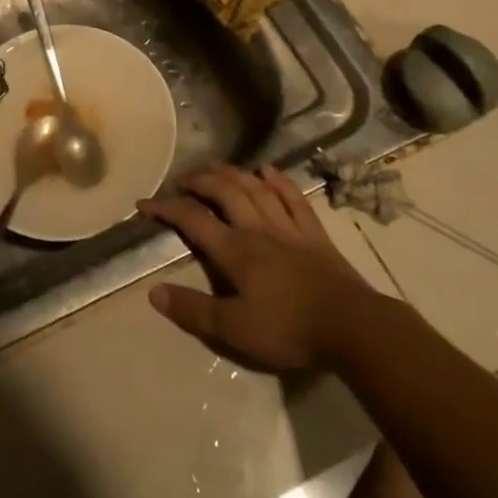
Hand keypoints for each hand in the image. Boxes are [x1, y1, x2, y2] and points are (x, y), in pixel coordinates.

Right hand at [140, 165, 376, 373]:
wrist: (352, 327)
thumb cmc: (289, 330)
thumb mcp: (234, 330)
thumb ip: (194, 310)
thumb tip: (154, 292)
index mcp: (235, 250)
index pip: (193, 220)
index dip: (166, 208)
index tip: (144, 204)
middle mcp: (257, 228)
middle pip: (224, 191)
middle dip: (199, 180)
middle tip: (182, 180)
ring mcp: (288, 227)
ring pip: (255, 188)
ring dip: (232, 173)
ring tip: (215, 167)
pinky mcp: (314, 233)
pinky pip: (293, 198)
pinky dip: (278, 181)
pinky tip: (267, 171)